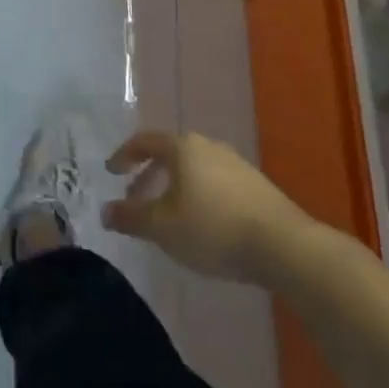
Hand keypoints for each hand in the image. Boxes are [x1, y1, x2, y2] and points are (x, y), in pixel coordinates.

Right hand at [101, 130, 304, 283]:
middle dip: (149, 176)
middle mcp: (208, 146)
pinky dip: (198, 197)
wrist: (284, 246)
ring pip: (194, 170)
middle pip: (170, 155)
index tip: (111, 172)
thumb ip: (131, 217)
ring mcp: (236, 165)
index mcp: (183, 147)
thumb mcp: (163, 227)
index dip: (124, 155)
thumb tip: (105, 212)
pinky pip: (215, 184)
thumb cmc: (213, 228)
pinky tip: (201, 225)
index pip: (144, 141)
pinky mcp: (256, 187)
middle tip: (135, 198)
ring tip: (167, 216)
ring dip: (174, 188)